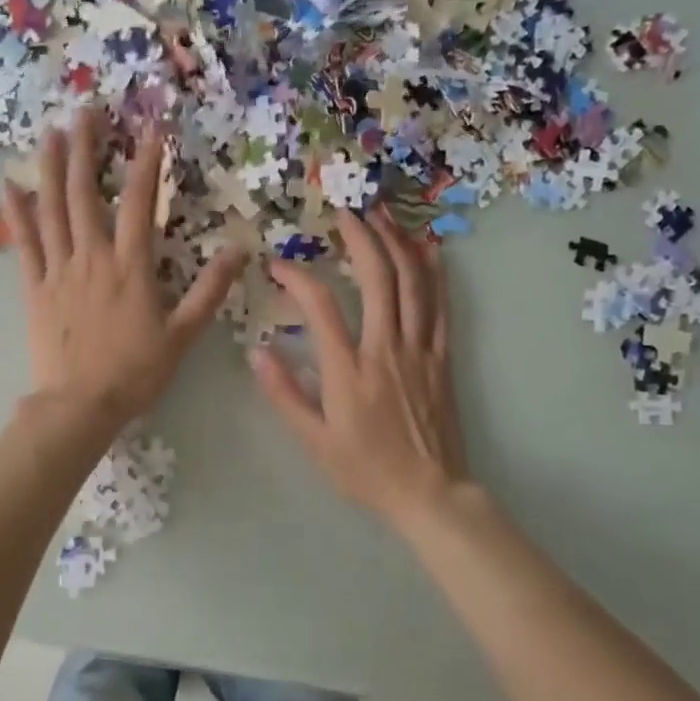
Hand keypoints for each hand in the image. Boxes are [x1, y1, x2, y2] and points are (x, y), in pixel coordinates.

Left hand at [5, 108, 245, 430]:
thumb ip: (210, 290)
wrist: (80, 406)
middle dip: (88, 149)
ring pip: (53, 210)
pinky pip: (24, 244)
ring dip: (52, 168)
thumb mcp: (183, 335)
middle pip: (87, 194)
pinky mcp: (34, 288)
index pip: (141, 203)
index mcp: (131, 267)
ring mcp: (59, 271)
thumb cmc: (135, 373)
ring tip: (51, 132)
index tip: (151, 128)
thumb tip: (238, 249)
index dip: (147, 163)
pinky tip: (10, 185)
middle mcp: (92, 258)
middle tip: (86, 111)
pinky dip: (17, 213)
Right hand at [250, 208, 473, 533]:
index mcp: (348, 372)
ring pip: (413, 283)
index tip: (279, 264)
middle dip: (359, 236)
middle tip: (343, 208)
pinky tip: (427, 246)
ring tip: (382, 212)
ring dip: (397, 242)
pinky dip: (434, 271)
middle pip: (376, 278)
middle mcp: (386, 350)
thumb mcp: (313, 442)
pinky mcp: (442, 357)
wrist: (429, 493)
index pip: (320, 308)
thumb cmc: (365, 470)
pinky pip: (441, 306)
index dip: (297, 278)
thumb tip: (257, 351)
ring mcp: (419, 350)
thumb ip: (284, 394)